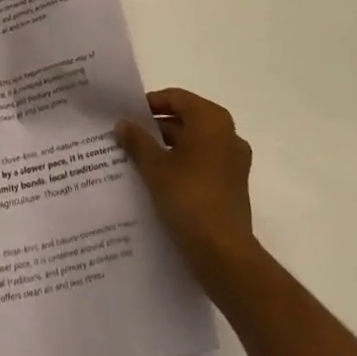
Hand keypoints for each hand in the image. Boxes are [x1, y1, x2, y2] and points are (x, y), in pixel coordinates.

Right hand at [116, 87, 257, 287]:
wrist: (225, 257)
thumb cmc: (190, 199)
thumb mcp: (155, 167)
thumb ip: (137, 140)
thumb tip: (122, 123)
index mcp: (212, 120)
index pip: (176, 99)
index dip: (149, 105)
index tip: (127, 116)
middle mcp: (228, 135)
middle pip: (186, 120)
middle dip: (156, 129)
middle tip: (128, 138)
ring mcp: (233, 162)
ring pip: (194, 144)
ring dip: (167, 149)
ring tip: (137, 161)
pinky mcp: (233, 186)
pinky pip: (203, 165)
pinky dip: (182, 167)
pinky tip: (158, 182)